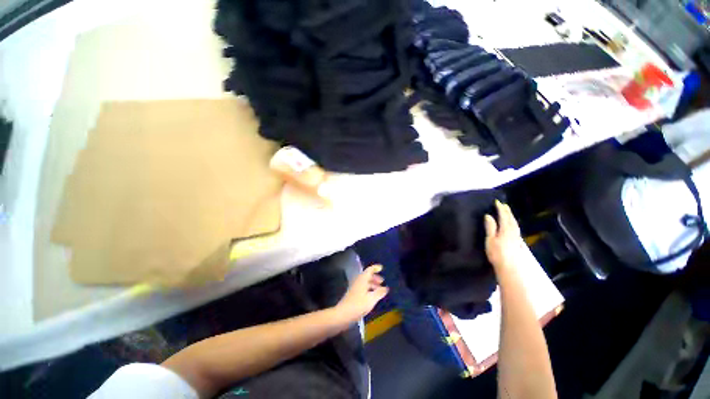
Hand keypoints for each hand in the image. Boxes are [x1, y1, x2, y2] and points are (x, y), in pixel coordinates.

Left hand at [335, 265, 388, 322]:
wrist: (343, 314)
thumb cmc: (358, 305)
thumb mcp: (371, 299)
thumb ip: (379, 292)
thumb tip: (386, 288)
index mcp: (362, 279)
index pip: (369, 270)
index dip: (376, 268)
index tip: (382, 268)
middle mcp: (358, 281)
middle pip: (367, 276)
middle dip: (375, 277)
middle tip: (382, 281)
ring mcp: (355, 288)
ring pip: (365, 282)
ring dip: (372, 284)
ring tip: (379, 290)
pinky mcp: (353, 294)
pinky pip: (363, 288)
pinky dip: (369, 289)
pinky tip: (372, 297)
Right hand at [484, 200, 526, 271]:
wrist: (510, 267)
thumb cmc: (497, 253)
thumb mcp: (490, 239)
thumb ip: (490, 227)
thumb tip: (488, 215)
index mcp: (505, 229)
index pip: (503, 216)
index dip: (500, 209)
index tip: (497, 202)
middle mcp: (513, 232)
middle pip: (511, 219)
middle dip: (507, 211)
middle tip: (504, 205)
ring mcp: (517, 237)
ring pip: (515, 224)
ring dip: (511, 217)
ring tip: (508, 213)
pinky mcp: (518, 243)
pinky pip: (516, 228)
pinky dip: (514, 223)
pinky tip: (513, 226)